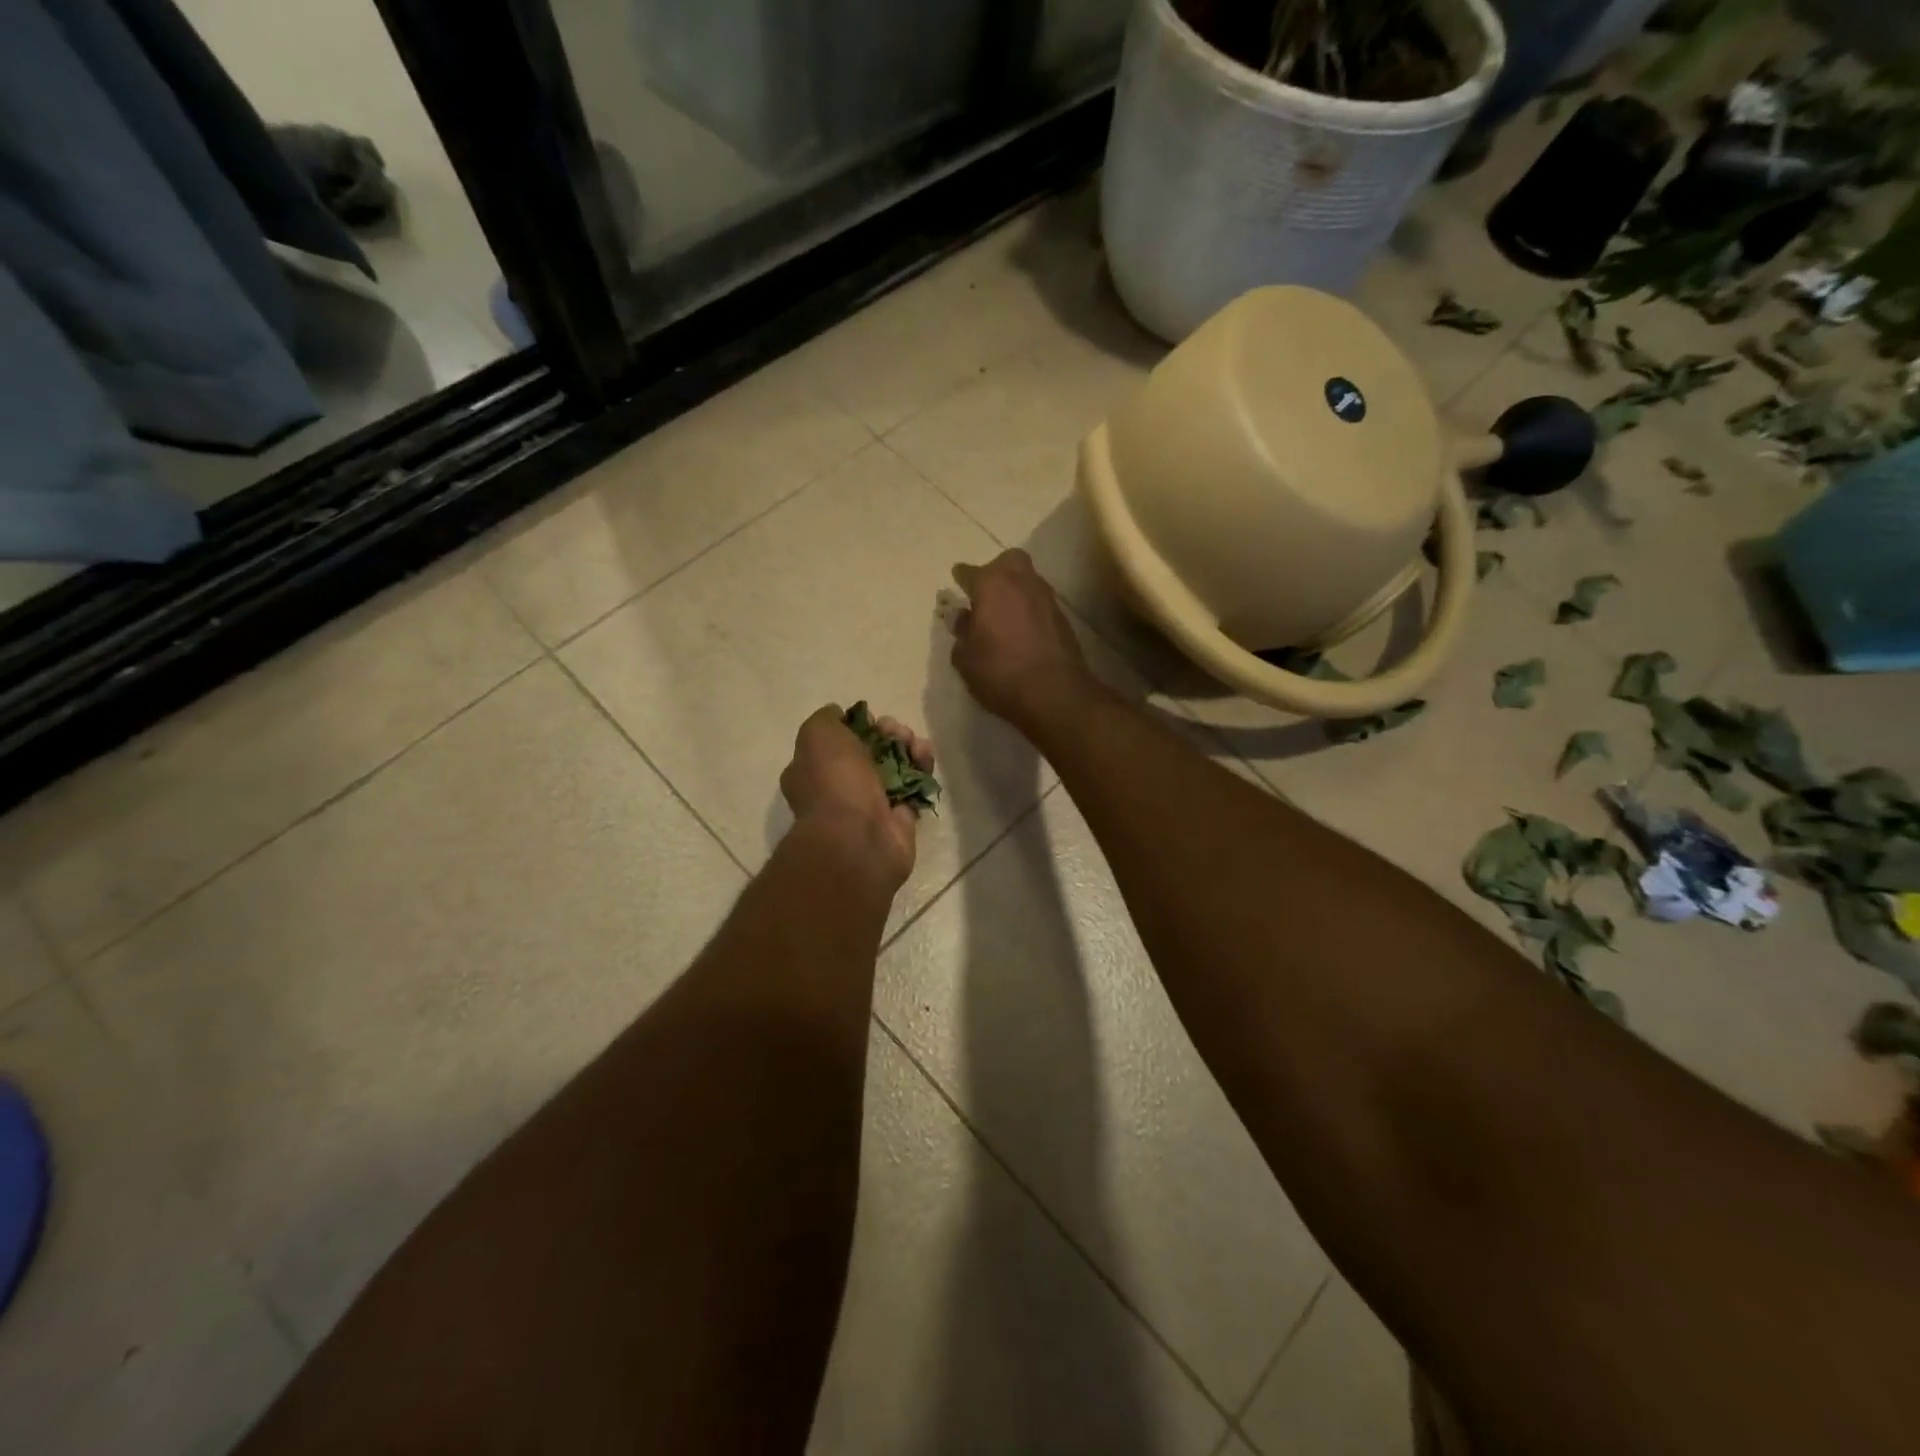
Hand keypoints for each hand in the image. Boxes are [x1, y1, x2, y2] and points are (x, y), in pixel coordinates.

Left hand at [781, 705, 933, 889]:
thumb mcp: (817, 735)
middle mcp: (840, 788)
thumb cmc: (834, 783)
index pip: (837, 741)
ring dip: (908, 747)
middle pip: (870, 750)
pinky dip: (922, 769)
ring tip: (916, 745)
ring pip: (895, 766)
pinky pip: (914, 786)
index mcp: (813, 770)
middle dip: (887, 734)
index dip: (857, 726)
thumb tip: (841, 714)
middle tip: (896, 731)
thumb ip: (826, 718)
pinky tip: (925, 759)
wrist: (859, 838)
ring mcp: (871, 804)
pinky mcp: (900, 817)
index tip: (871, 719)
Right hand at [950, 550, 1092, 730]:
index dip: (961, 578)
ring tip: (1003, 615)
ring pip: (1027, 580)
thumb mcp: (965, 658)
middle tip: (985, 595)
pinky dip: (1029, 609)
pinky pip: (1040, 603)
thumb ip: (961, 632)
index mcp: (991, 585)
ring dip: (1015, 591)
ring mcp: (1046, 598)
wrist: (1055, 693)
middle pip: (1008, 562)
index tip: (957, 583)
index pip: (969, 572)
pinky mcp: (1063, 617)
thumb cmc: (1000, 673)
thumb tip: (963, 617)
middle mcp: (1021, 582)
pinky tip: (1022, 630)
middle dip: (996, 571)